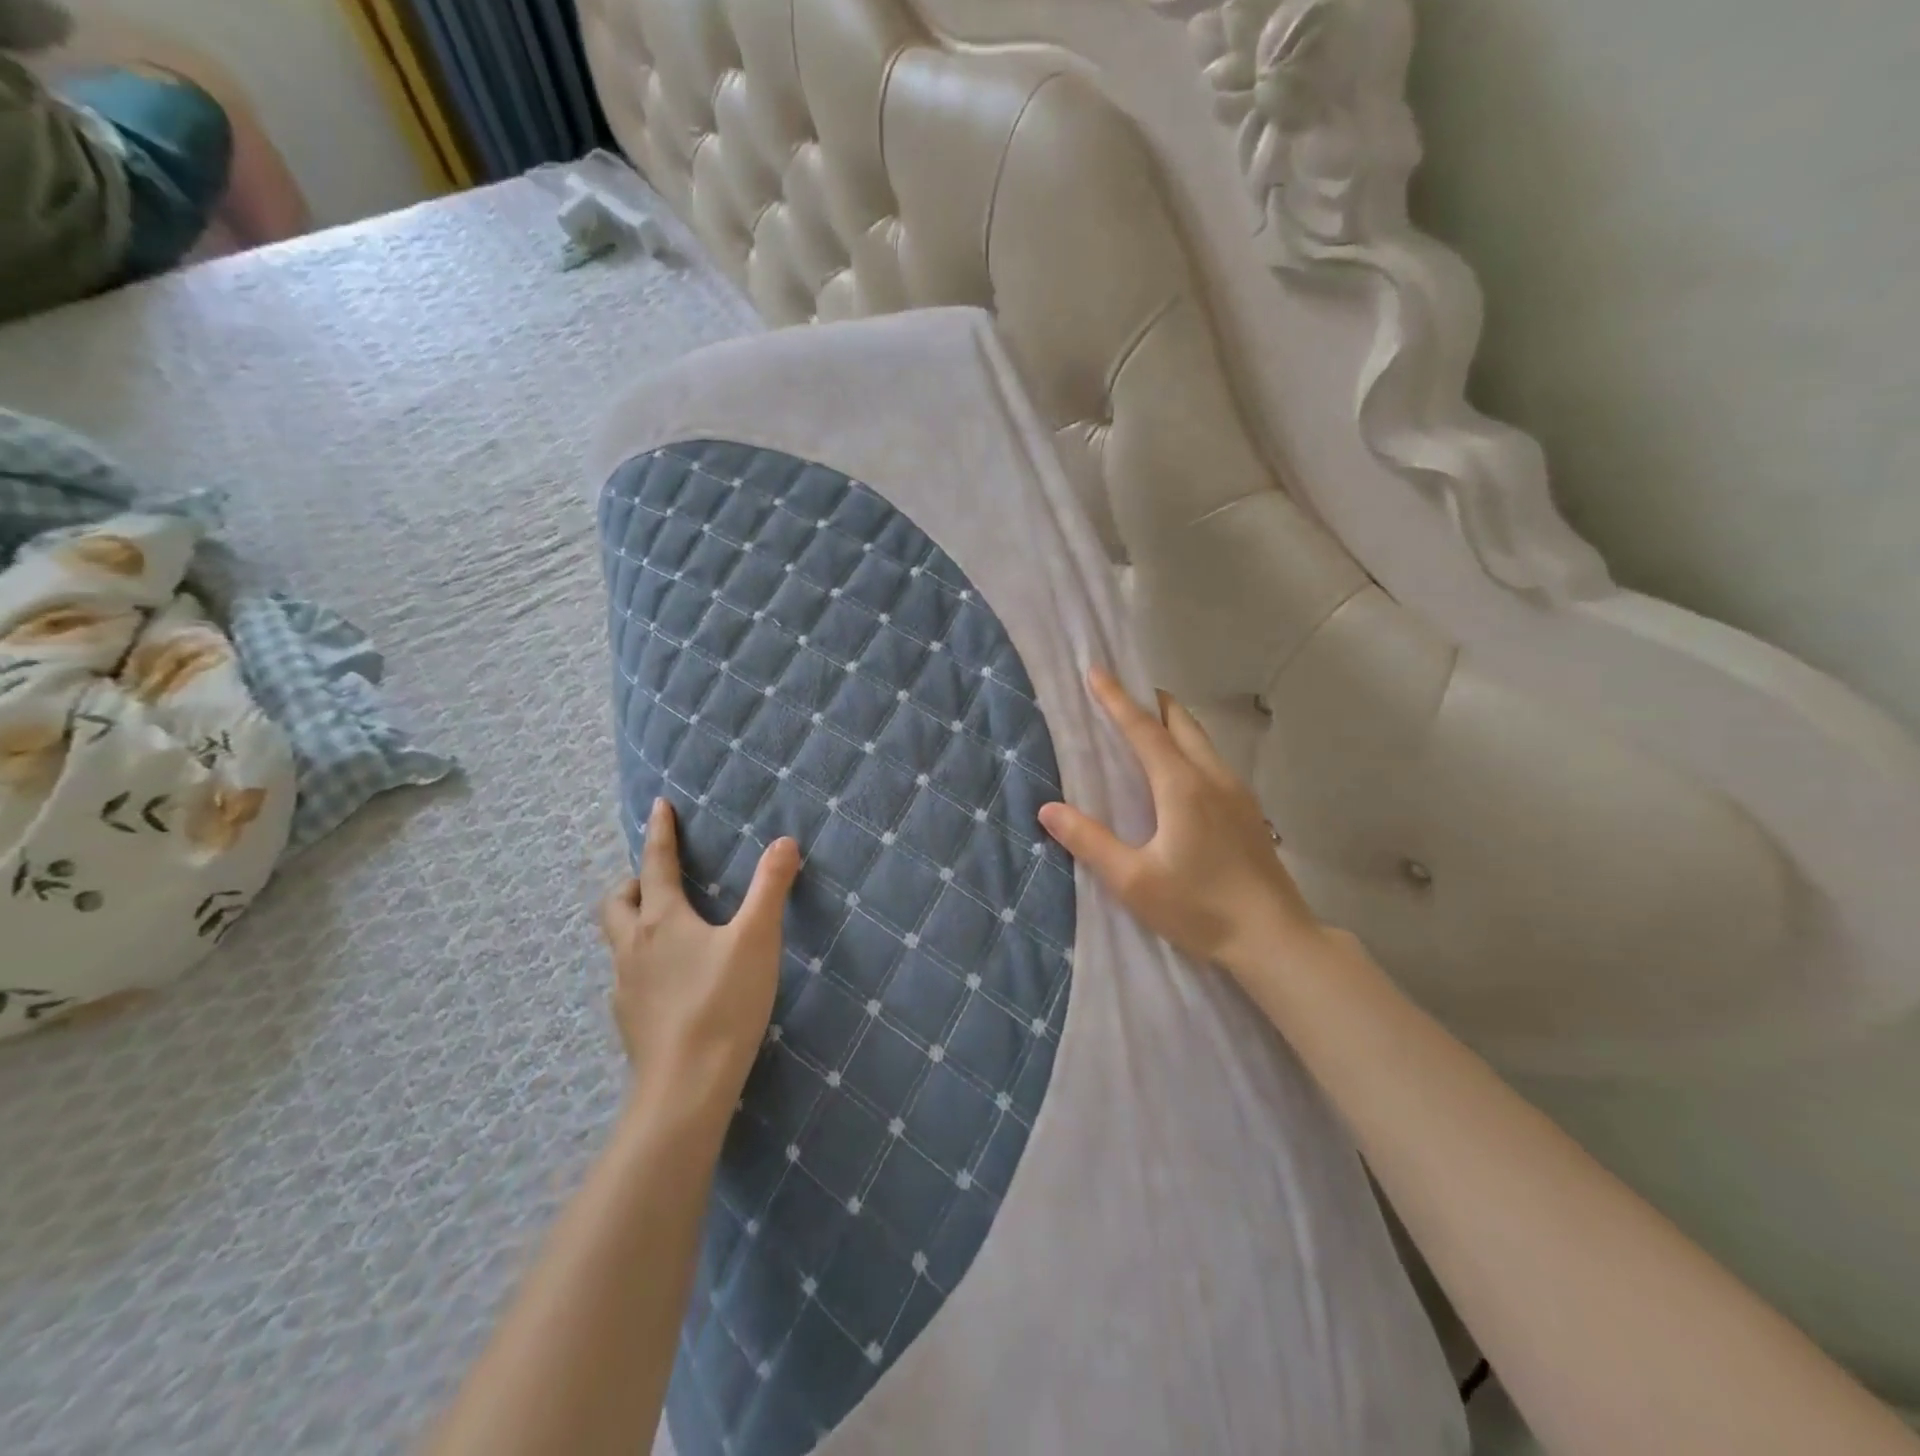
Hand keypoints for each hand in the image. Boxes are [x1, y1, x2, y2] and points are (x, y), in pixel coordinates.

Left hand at [599, 798, 800, 1106]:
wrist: (686, 1087)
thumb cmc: (722, 1004)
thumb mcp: (756, 939)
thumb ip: (770, 888)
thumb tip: (784, 842)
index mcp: (662, 921)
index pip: (656, 864)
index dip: (660, 832)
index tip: (659, 806)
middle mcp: (633, 948)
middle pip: (617, 902)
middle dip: (634, 882)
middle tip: (660, 881)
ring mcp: (625, 987)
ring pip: (619, 941)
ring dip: (636, 923)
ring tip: (670, 929)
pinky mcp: (629, 1020)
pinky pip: (629, 976)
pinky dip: (644, 962)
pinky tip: (672, 981)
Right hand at [1039, 667, 1323, 976]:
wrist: (1275, 939)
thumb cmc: (1200, 908)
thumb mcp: (1134, 881)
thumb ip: (1090, 841)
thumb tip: (1048, 809)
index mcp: (1182, 787)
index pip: (1144, 730)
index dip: (1118, 700)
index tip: (1097, 671)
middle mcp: (1213, 778)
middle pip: (1181, 723)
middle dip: (1152, 701)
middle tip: (1125, 691)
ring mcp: (1237, 793)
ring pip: (1202, 740)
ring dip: (1173, 723)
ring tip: (1149, 724)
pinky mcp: (1249, 812)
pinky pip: (1213, 761)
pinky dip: (1190, 746)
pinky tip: (1181, 772)